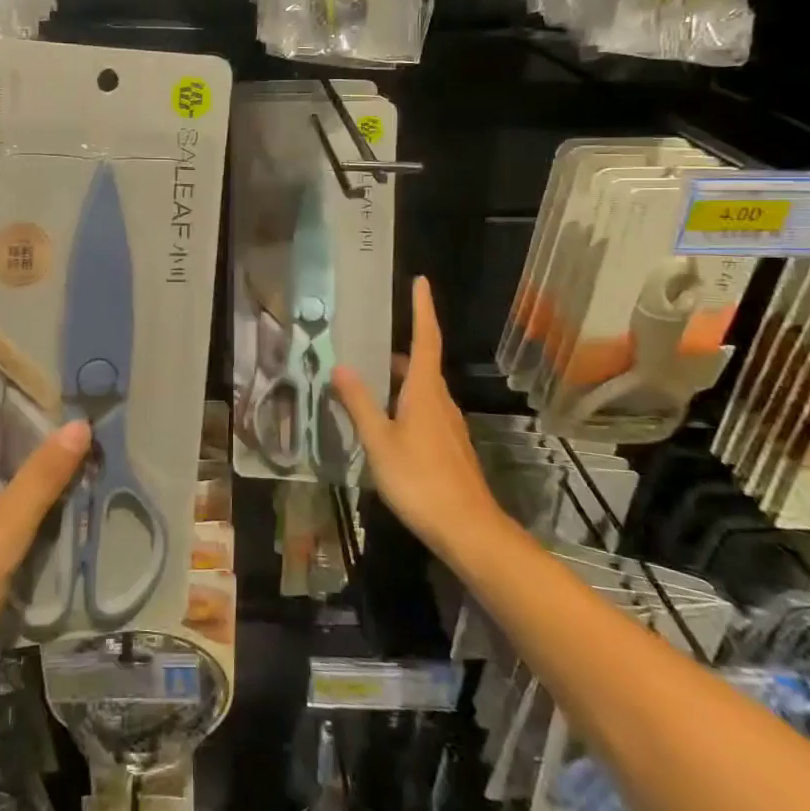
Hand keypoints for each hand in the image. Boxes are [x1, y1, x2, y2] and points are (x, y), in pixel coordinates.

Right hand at [334, 277, 501, 572]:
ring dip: (399, 379)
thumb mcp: (379, 441)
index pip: (425, 338)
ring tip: (368, 381)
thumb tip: (341, 366)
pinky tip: (386, 423)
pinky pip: (425, 411)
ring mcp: (449, 425)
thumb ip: (360, 404)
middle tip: (369, 342)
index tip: (420, 281)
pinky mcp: (450, 447)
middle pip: (421, 363)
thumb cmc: (420, 480)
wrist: (468, 529)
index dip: (422, 308)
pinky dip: (405, 403)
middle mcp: (441, 400)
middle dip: (398, 349)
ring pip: (422, 390)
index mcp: (424, 391)